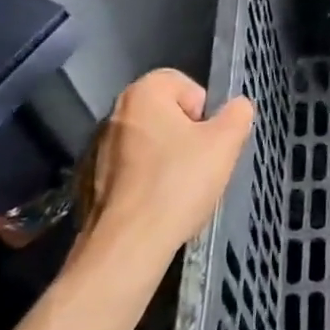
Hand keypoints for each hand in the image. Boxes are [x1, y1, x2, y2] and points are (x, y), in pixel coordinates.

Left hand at [75, 69, 253, 299]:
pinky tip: (159, 206)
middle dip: (187, 135)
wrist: (127, 246)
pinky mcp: (91, 183)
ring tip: (181, 189)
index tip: (209, 138)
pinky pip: (132, 171)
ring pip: (149, 144)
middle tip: (202, 164)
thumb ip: (238, 114)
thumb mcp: (225, 143)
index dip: (204, 108)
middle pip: (166, 114)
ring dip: (167, 159)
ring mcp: (98, 150)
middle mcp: (114, 114)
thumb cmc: (178, 183)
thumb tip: (237, 107)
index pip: (183, 83)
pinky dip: (147, 182)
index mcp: (142, 94)